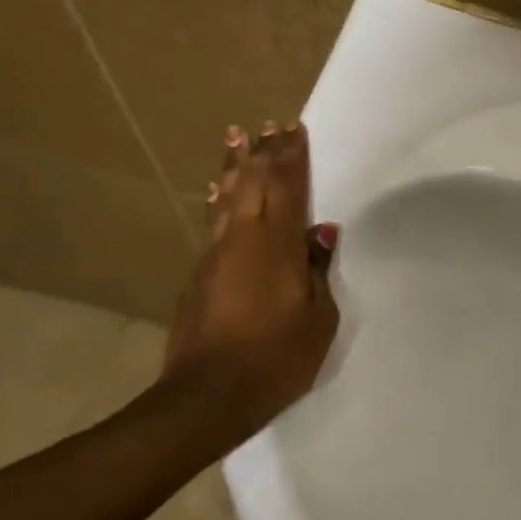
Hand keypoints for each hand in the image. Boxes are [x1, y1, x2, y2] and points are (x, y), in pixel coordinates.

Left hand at [164, 121, 340, 448]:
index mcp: (275, 246)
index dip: (290, 158)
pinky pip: (214, 222)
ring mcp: (214, 255)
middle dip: (262, 153)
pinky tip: (218, 192)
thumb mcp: (318, 318)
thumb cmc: (277, 358)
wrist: (210, 394)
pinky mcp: (199, 275)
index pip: (285, 188)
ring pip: (225, 198)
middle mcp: (240, 239)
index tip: (293, 130)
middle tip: (268, 125)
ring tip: (236, 138)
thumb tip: (321, 234)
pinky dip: (220, 199)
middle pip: (251, 183)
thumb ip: (317, 271)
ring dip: (233, 167)